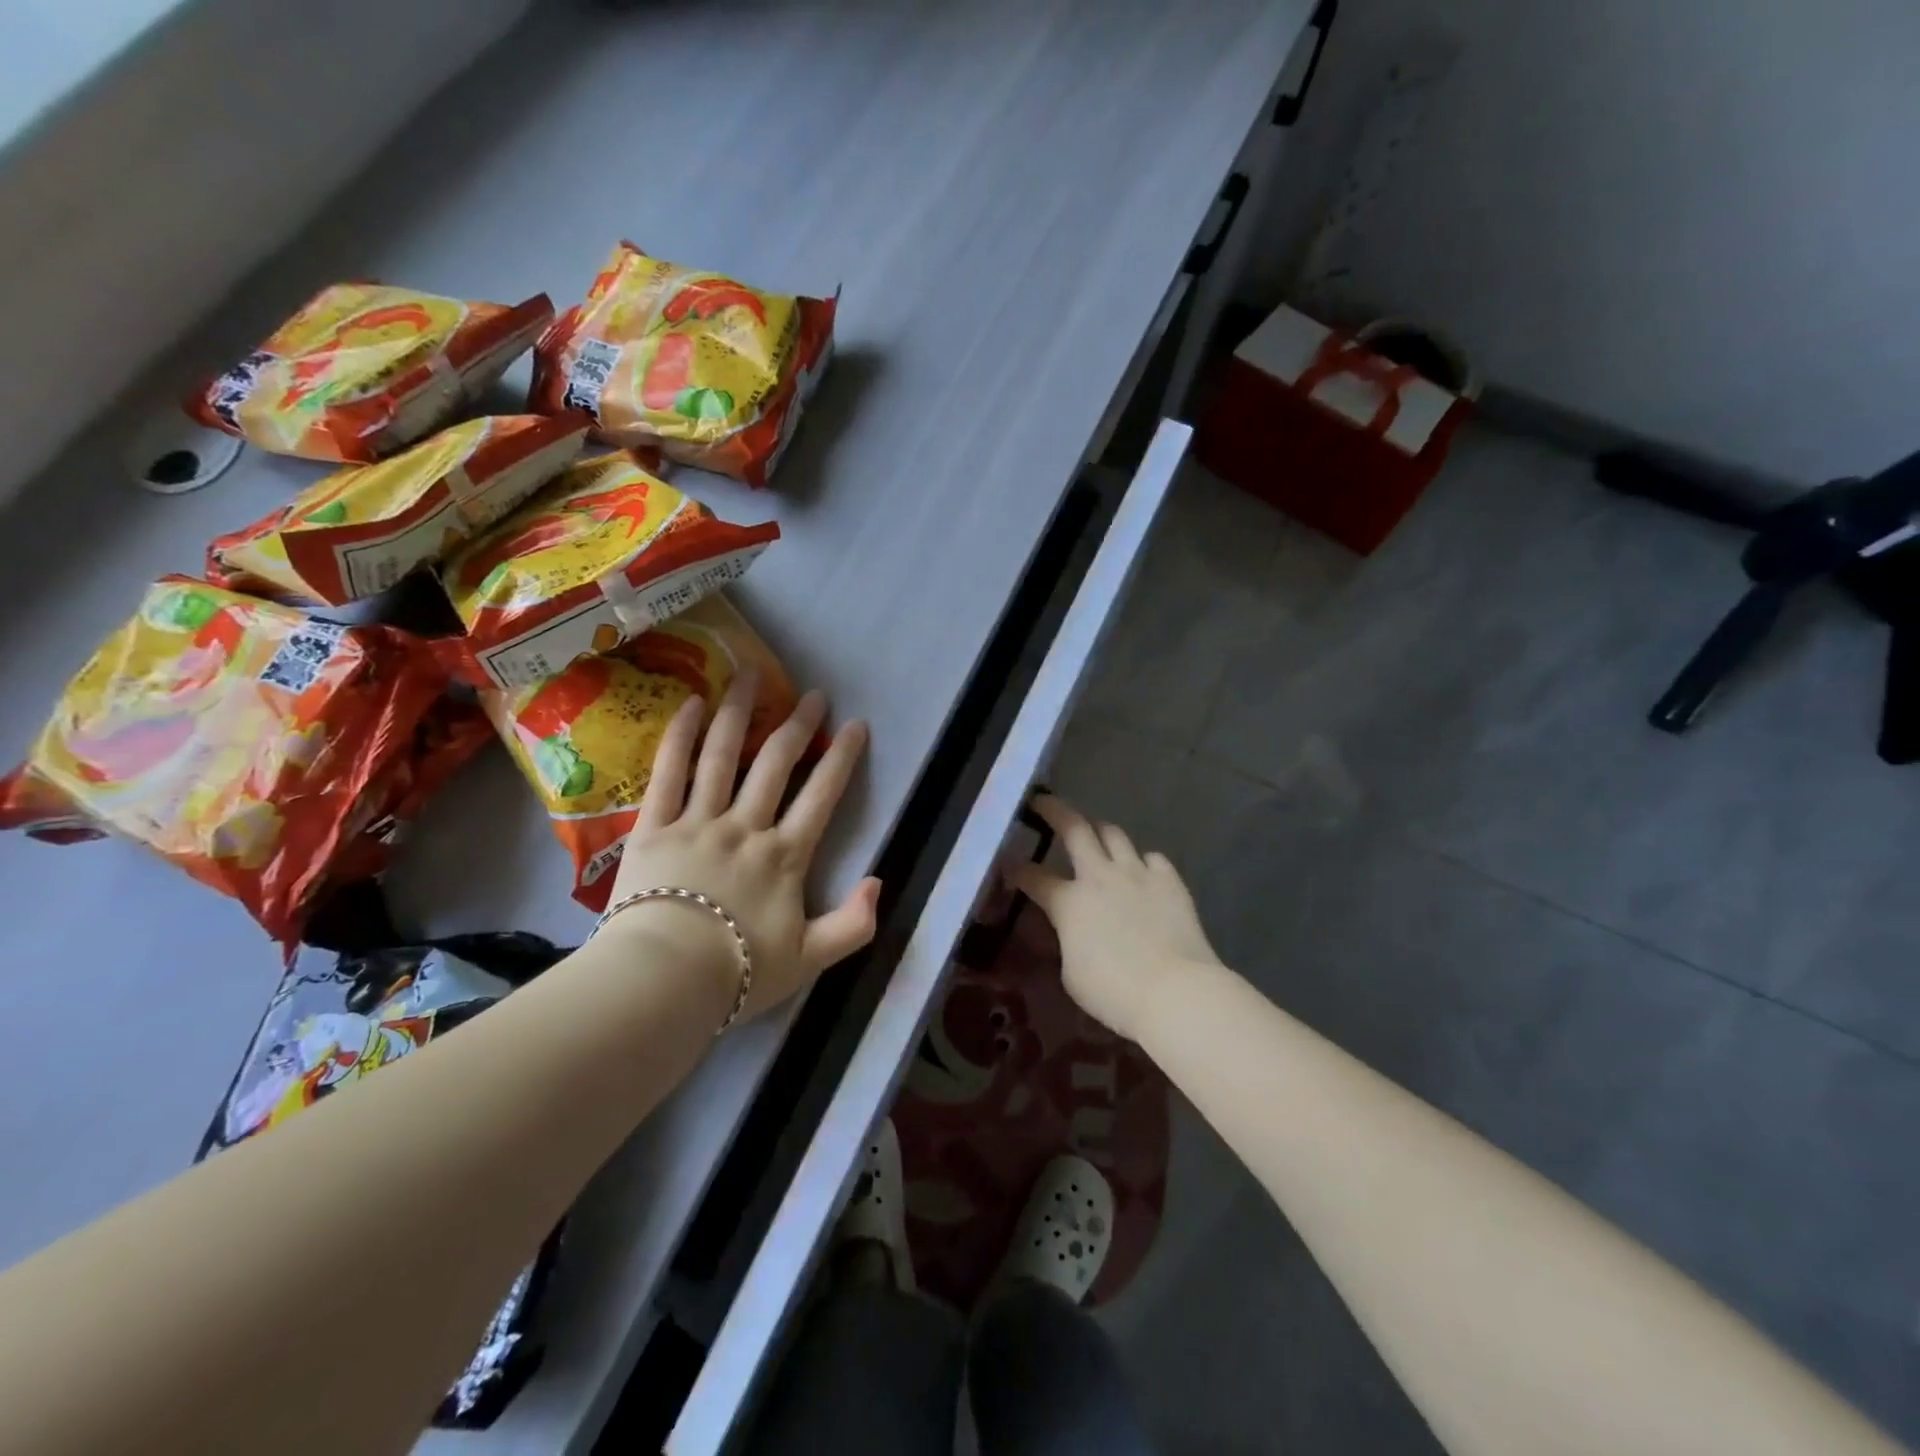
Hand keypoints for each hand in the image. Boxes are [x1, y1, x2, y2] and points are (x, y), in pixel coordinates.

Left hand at [603, 667, 880, 1023]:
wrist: (661, 984)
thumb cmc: (737, 975)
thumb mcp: (811, 961)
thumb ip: (853, 925)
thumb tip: (879, 882)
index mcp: (784, 857)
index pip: (822, 796)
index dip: (842, 758)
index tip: (855, 725)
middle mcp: (745, 827)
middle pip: (776, 764)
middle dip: (798, 725)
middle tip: (812, 694)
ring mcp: (697, 822)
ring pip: (723, 755)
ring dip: (739, 712)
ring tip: (750, 674)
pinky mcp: (653, 827)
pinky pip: (668, 773)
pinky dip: (681, 737)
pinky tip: (692, 704)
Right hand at [1011, 795, 1220, 1042]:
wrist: (1176, 991)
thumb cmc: (1114, 992)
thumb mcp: (1072, 973)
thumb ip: (1068, 940)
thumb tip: (1073, 930)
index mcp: (1069, 902)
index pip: (1033, 877)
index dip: (1017, 870)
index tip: (1008, 864)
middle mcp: (1100, 876)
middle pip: (1074, 829)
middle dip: (1055, 811)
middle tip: (1044, 802)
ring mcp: (1137, 874)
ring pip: (1114, 834)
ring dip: (1100, 831)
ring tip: (1095, 834)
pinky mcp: (1170, 881)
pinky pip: (1152, 858)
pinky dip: (1142, 862)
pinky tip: (1142, 872)